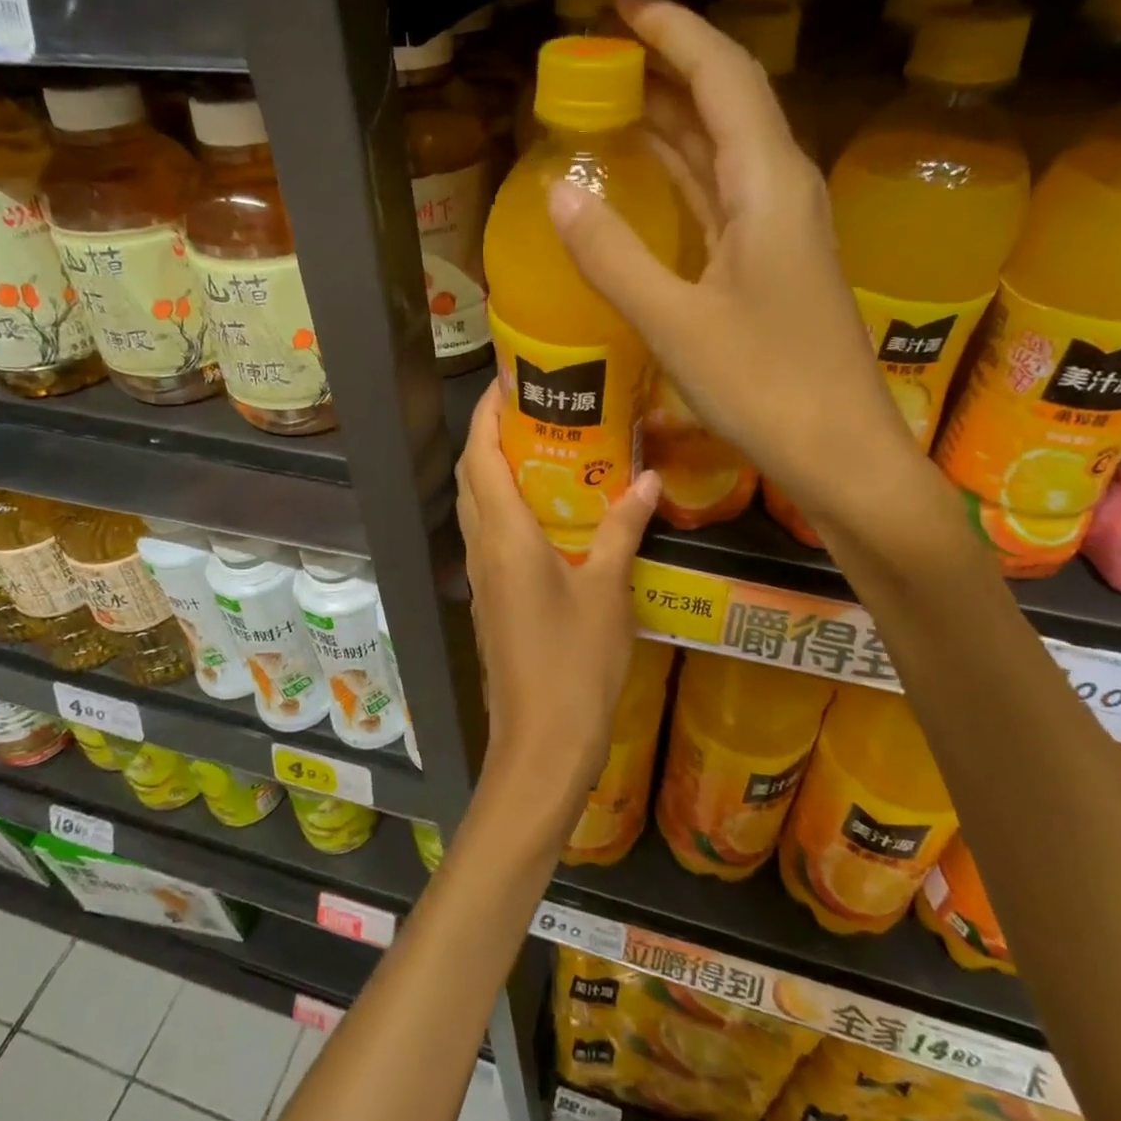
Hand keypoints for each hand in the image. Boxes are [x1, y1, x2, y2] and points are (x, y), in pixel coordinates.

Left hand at [455, 381, 657, 817]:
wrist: (541, 742)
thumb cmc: (575, 663)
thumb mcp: (607, 591)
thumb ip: (622, 530)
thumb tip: (648, 479)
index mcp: (505, 535)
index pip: (481, 455)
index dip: (487, 412)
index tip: (509, 378)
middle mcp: (482, 546)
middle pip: (471, 474)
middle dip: (491, 434)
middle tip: (536, 408)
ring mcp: (481, 575)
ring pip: (476, 504)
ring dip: (494, 469)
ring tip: (541, 446)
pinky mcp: (489, 597)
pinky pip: (487, 533)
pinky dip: (503, 505)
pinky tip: (544, 510)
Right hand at [546, 0, 941, 552]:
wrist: (841, 453)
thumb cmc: (766, 387)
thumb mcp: (675, 323)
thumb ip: (614, 256)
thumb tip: (560, 192)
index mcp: (768, 184)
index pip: (722, 75)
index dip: (671, 32)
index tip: (617, 5)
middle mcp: (781, 191)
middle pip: (724, 104)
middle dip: (665, 69)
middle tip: (599, 57)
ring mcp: (780, 231)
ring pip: (722, 154)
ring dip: (671, 125)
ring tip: (610, 106)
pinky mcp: (773, 267)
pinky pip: (720, 201)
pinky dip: (681, 182)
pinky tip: (647, 184)